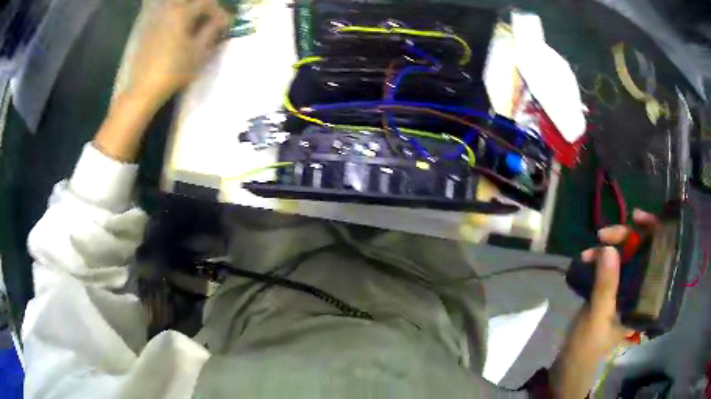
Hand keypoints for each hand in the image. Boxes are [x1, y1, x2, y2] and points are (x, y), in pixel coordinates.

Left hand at [123, 0, 230, 107]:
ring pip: (176, 5)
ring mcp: (155, 19)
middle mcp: (167, 10)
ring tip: (194, 25)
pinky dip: (174, 16)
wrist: (143, 89)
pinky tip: (177, 29)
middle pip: (190, 2)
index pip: (207, 3)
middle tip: (210, 22)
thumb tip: (221, 21)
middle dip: (203, 9)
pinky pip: (163, 13)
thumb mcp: (199, 52)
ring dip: (188, 12)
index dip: (219, 12)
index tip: (226, 25)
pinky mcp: (147, 30)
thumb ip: (212, 31)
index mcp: (182, 12)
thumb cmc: (173, 71)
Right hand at [550, 209, 658, 397]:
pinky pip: (610, 265)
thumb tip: (609, 249)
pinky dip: (599, 259)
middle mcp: (641, 289)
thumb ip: (605, 287)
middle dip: (623, 237)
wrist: (570, 367)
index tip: (635, 218)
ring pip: (624, 256)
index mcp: (646, 299)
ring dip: (607, 250)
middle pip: (641, 250)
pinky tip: (585, 260)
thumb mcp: (597, 319)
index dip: (652, 232)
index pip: (659, 256)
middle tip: (603, 235)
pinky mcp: (612, 291)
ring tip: (587, 254)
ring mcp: (626, 289)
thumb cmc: (588, 349)